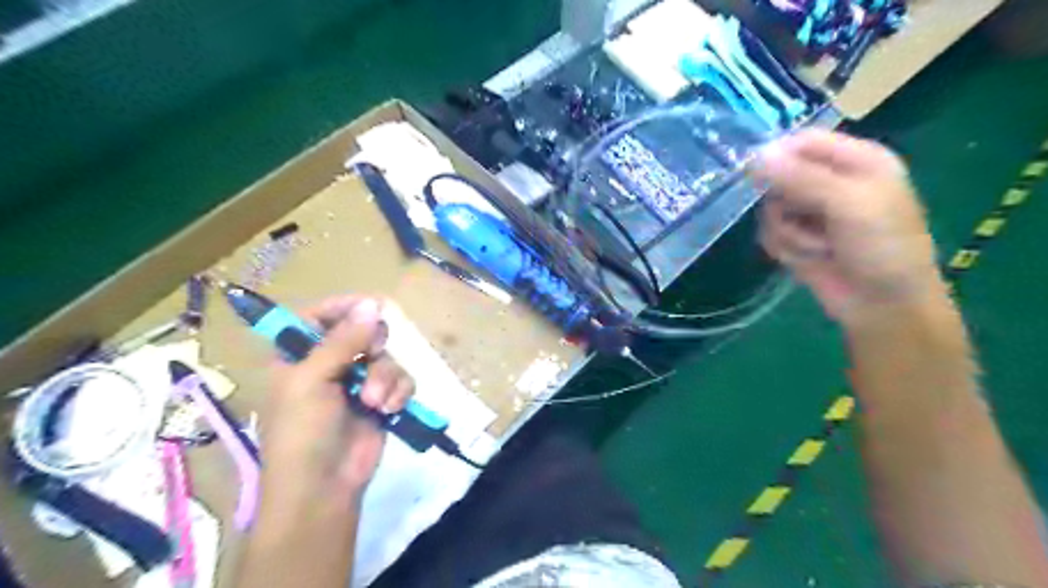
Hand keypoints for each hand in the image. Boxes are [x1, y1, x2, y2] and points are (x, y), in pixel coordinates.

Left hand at [263, 295, 413, 508]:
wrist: (324, 487)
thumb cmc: (303, 432)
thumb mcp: (313, 381)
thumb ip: (343, 341)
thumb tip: (373, 302)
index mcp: (299, 355)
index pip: (319, 315)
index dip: (343, 307)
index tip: (370, 305)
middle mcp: (330, 363)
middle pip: (362, 331)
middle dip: (372, 344)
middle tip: (371, 353)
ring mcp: (358, 382)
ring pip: (386, 356)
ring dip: (385, 376)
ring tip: (375, 401)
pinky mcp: (382, 399)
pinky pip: (401, 379)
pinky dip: (398, 391)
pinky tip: (389, 408)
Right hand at [755, 128, 941, 328]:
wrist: (883, 306)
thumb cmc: (882, 248)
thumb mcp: (849, 204)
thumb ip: (802, 177)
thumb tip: (757, 156)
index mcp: (856, 160)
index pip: (803, 142)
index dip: (778, 155)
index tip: (756, 174)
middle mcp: (830, 182)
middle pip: (780, 176)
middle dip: (785, 203)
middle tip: (805, 218)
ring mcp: (811, 213)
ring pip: (770, 208)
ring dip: (789, 231)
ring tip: (819, 247)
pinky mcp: (796, 238)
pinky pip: (770, 233)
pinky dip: (785, 248)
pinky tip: (809, 258)